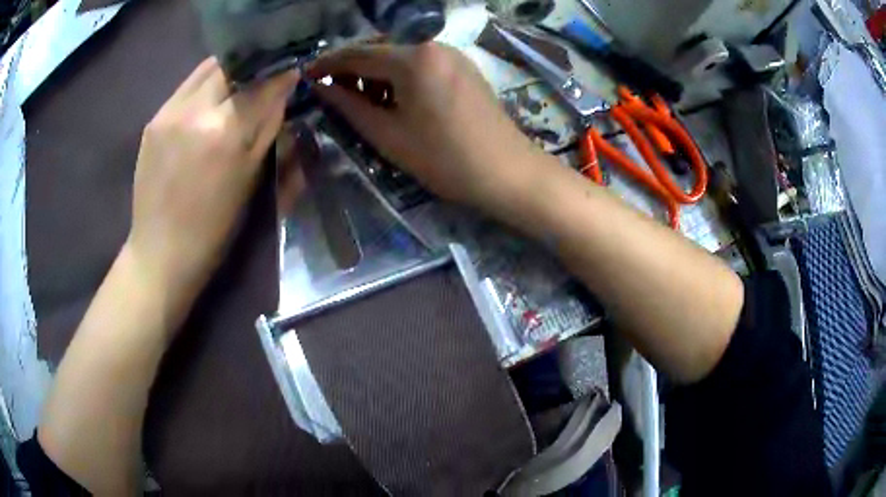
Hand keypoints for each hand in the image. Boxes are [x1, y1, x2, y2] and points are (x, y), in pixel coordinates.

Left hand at [127, 57, 298, 293]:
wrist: (160, 252)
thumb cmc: (212, 227)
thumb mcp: (250, 180)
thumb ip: (267, 128)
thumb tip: (283, 90)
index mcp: (223, 131)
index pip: (261, 84)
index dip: (280, 77)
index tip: (292, 74)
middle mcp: (194, 110)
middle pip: (231, 65)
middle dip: (251, 69)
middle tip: (261, 80)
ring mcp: (168, 112)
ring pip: (205, 70)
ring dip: (226, 73)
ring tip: (234, 89)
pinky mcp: (153, 120)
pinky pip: (185, 88)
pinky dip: (203, 88)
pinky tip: (206, 108)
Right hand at [307, 42, 544, 210]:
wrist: (507, 172)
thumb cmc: (444, 159)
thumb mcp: (387, 134)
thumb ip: (349, 106)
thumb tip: (321, 87)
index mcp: (413, 57)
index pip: (358, 54)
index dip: (328, 65)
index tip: (306, 76)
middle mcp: (433, 45)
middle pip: (379, 49)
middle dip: (352, 69)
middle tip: (333, 95)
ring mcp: (451, 54)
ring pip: (399, 56)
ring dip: (375, 74)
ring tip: (362, 104)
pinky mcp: (462, 67)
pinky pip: (420, 64)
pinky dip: (399, 77)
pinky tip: (393, 100)